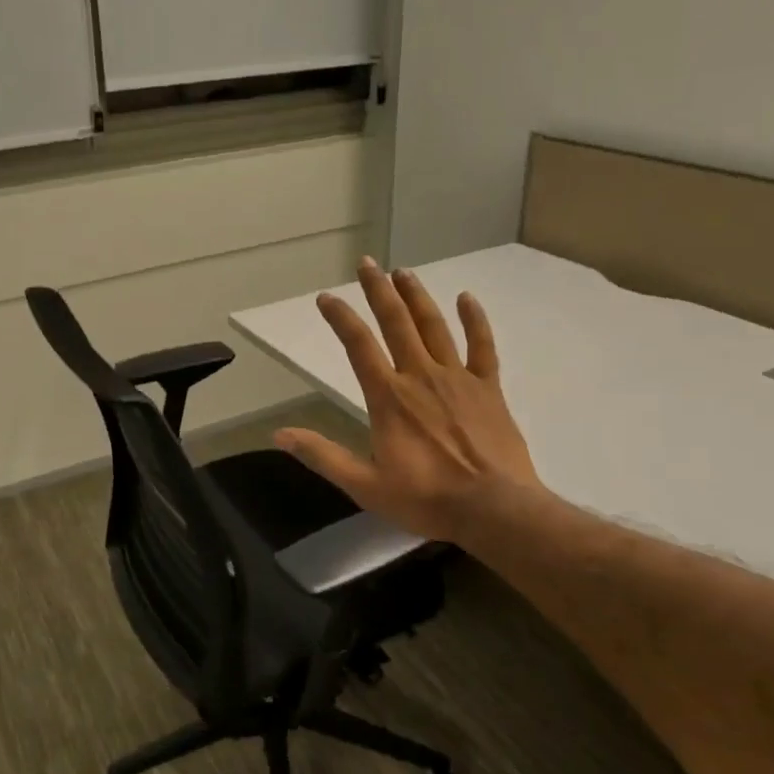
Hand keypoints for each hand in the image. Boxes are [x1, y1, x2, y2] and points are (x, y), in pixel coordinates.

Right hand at [274, 258, 548, 547]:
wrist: (494, 510)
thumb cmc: (427, 499)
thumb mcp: (365, 485)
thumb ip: (323, 455)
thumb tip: (279, 434)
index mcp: (388, 398)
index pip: (358, 346)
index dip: (341, 318)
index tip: (326, 297)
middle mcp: (420, 377)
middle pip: (396, 323)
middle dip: (379, 291)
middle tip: (367, 263)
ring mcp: (457, 379)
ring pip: (434, 326)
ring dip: (416, 296)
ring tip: (403, 272)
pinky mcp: (488, 388)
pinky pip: (482, 346)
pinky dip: (474, 320)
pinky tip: (466, 298)